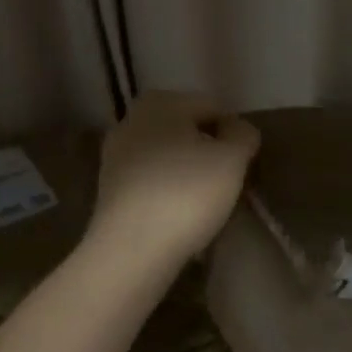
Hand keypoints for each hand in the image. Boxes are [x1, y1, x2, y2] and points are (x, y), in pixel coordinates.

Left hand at [89, 91, 259, 274]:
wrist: (131, 250)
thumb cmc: (186, 193)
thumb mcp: (232, 160)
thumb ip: (243, 136)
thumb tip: (238, 130)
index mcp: (161, 101)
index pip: (212, 108)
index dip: (233, 135)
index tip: (241, 165)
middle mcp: (131, 119)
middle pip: (186, 130)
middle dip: (207, 151)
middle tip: (226, 183)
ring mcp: (115, 154)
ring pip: (167, 156)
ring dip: (187, 172)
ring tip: (204, 204)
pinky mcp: (108, 189)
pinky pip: (150, 181)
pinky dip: (167, 192)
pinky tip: (178, 216)